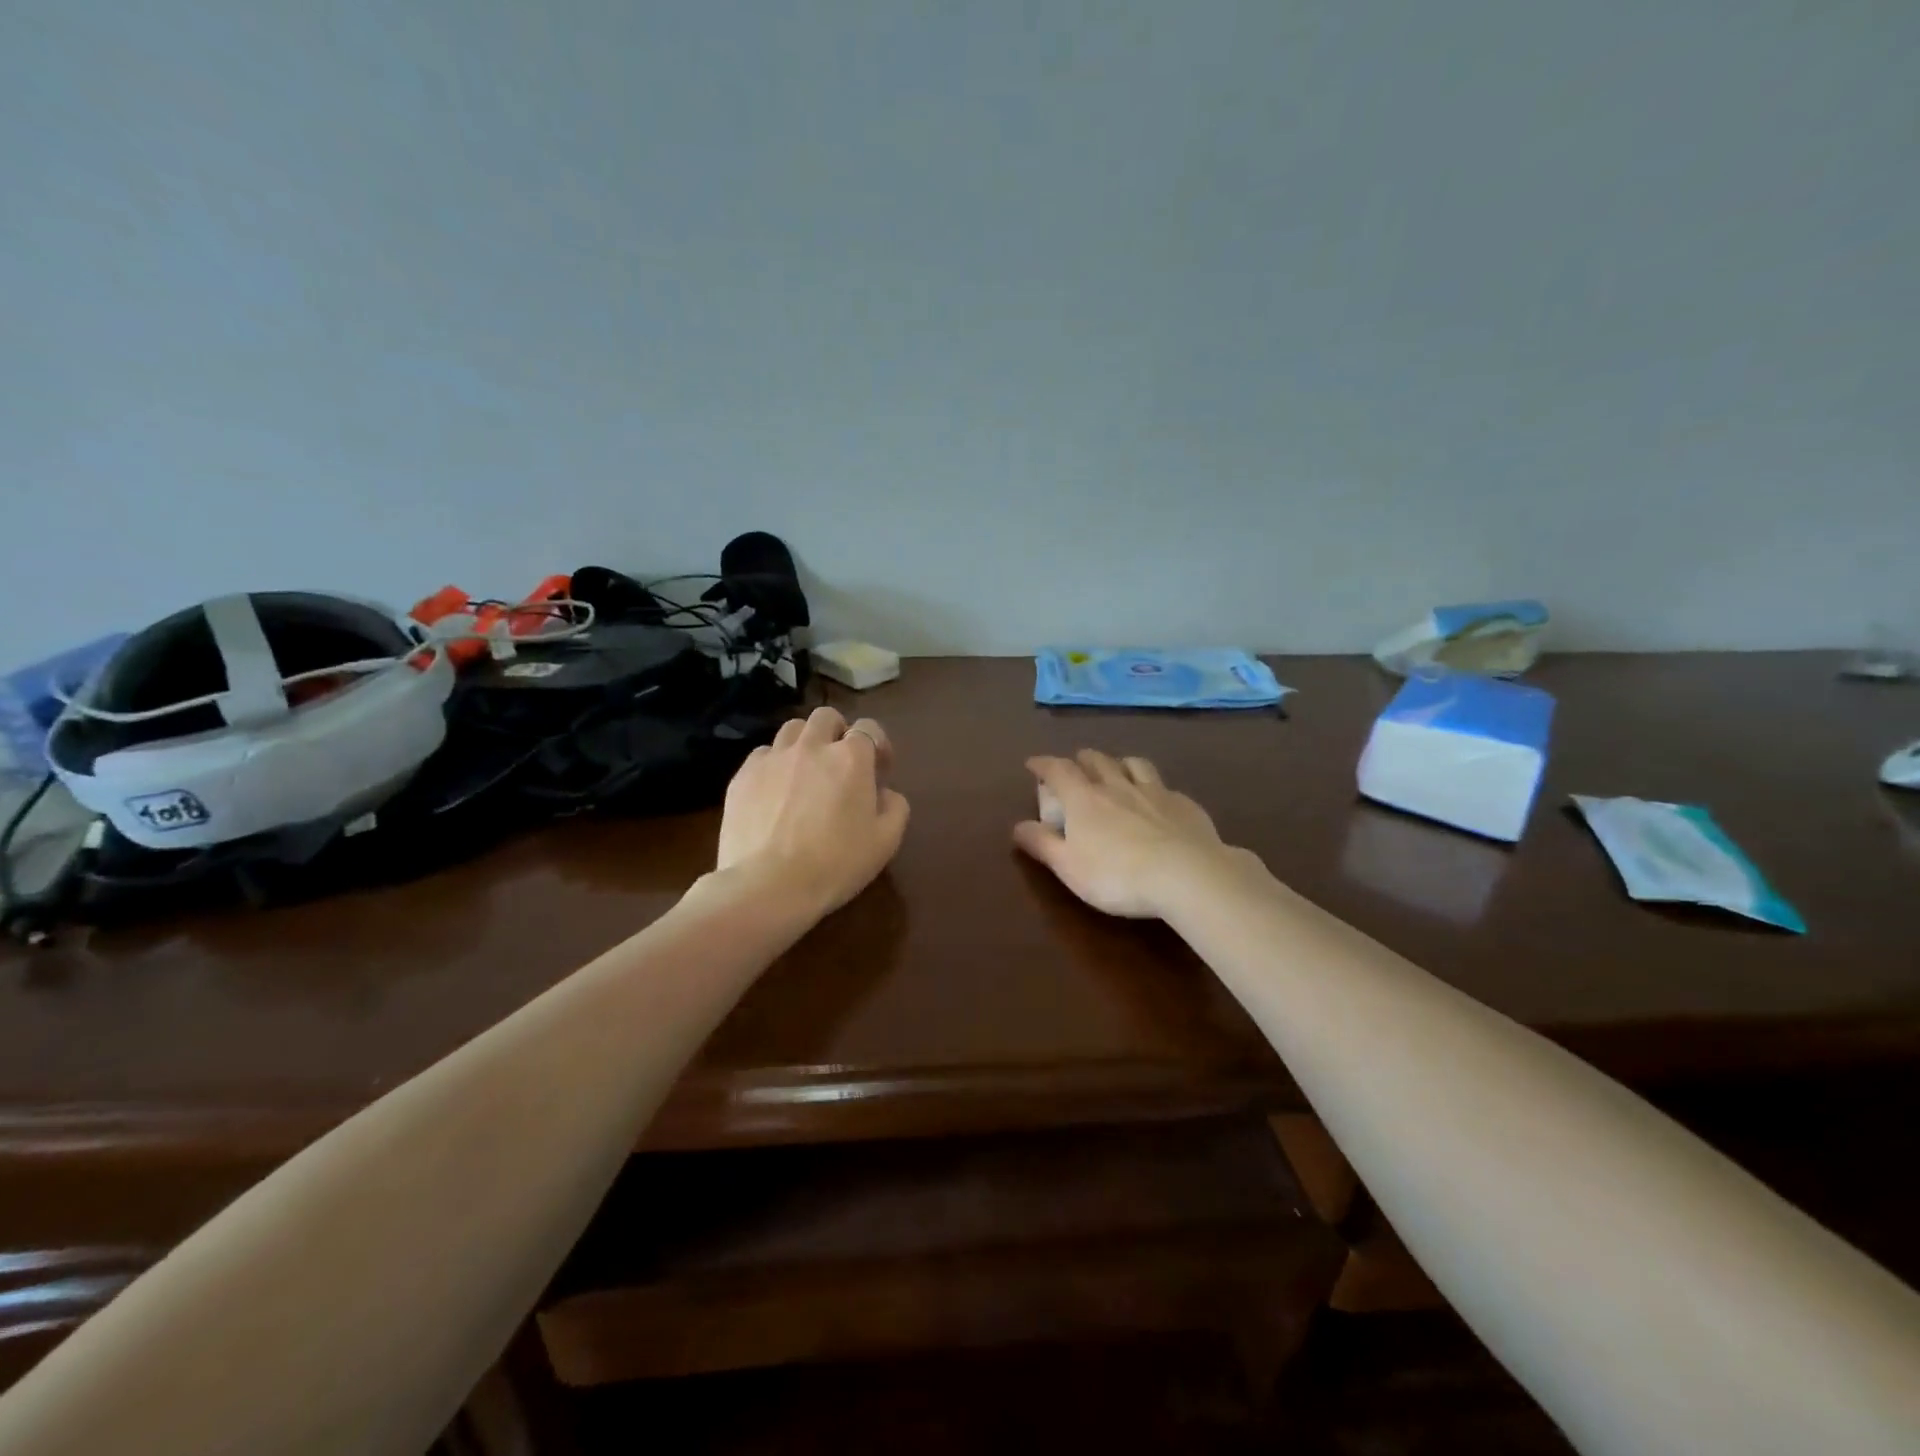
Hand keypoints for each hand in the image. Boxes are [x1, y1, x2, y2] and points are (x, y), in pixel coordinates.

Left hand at [716, 707, 910, 917]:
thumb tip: (885, 793)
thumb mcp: (886, 842)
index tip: (879, 772)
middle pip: (827, 717)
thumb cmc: (835, 864)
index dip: (878, 746)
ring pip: (792, 729)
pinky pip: (763, 754)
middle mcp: (812, 746)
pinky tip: (775, 792)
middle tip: (840, 765)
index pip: (869, 728)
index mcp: (851, 758)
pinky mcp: (743, 775)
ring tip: (805, 772)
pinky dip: (774, 765)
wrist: (768, 886)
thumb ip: (895, 807)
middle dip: (838, 733)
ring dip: (805, 743)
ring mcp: (773, 757)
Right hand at [1014, 751, 1251, 918]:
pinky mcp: (1184, 804)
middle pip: (1096, 760)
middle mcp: (1117, 786)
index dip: (1043, 764)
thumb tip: (1018, 826)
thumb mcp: (1068, 867)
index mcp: (1084, 799)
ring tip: (1116, 771)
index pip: (1058, 770)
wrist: (1187, 875)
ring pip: (1133, 764)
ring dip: (1119, 763)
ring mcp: (1154, 792)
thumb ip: (1042, 844)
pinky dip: (1153, 786)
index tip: (1033, 763)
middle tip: (1075, 766)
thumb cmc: (1117, 875)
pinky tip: (1157, 800)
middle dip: (1081, 759)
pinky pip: (1164, 785)